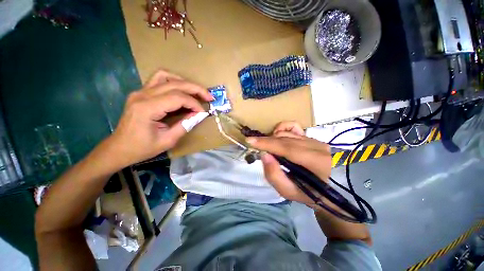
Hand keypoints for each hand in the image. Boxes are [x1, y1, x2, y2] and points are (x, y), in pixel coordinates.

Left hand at [106, 70, 212, 166]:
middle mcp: (142, 95)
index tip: (203, 112)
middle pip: (175, 84)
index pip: (178, 98)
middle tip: (209, 97)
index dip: (194, 104)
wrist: (119, 148)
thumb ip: (185, 125)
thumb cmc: (142, 148)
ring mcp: (140, 91)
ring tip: (196, 92)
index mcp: (147, 108)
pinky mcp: (141, 92)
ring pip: (167, 77)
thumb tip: (199, 115)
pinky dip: (174, 81)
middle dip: (196, 89)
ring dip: (185, 83)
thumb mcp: (168, 140)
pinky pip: (159, 79)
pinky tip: (181, 89)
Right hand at [247, 122, 330, 205]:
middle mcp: (316, 146)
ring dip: (272, 139)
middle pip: (285, 140)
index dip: (267, 144)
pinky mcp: (311, 136)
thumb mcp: (289, 192)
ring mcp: (314, 140)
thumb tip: (264, 155)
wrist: (329, 187)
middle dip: (266, 141)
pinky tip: (276, 136)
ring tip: (267, 148)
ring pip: (286, 134)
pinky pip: (293, 127)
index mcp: (316, 162)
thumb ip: (275, 175)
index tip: (250, 141)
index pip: (287, 148)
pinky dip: (281, 129)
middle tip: (253, 145)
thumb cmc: (309, 193)